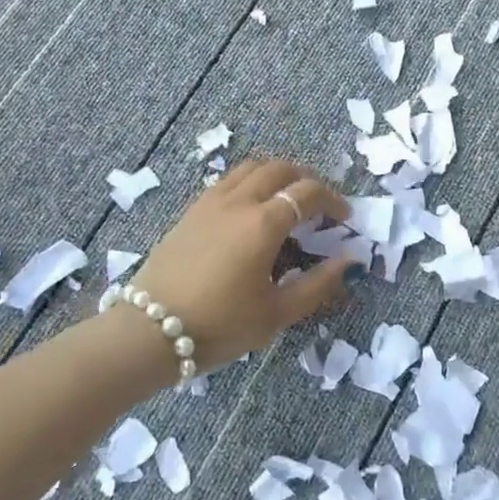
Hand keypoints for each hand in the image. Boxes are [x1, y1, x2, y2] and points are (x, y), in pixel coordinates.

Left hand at [128, 157, 352, 368]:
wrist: (149, 331)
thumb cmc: (220, 325)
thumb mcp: (276, 313)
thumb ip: (317, 285)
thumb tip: (349, 261)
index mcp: (263, 223)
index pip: (307, 192)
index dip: (332, 199)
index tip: (344, 217)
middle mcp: (238, 201)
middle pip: (279, 168)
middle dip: (305, 179)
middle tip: (318, 203)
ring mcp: (210, 202)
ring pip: (250, 168)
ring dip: (276, 175)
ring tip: (285, 200)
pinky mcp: (191, 211)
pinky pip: (228, 181)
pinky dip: (249, 183)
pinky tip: (250, 211)